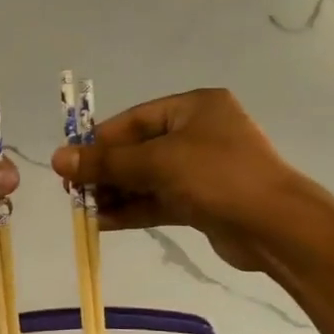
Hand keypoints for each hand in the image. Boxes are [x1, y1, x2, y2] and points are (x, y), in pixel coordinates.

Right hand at [50, 88, 303, 272]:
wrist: (276, 226)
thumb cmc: (217, 176)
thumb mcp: (157, 162)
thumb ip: (107, 162)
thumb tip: (57, 158)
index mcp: (194, 107)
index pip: (135, 120)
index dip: (100, 141)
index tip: (70, 162)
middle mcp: (199, 133)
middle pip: (139, 149)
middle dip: (106, 171)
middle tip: (73, 191)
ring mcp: (203, 169)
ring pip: (148, 178)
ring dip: (117, 193)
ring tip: (84, 209)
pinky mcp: (204, 201)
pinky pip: (160, 200)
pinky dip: (134, 209)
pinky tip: (104, 222)